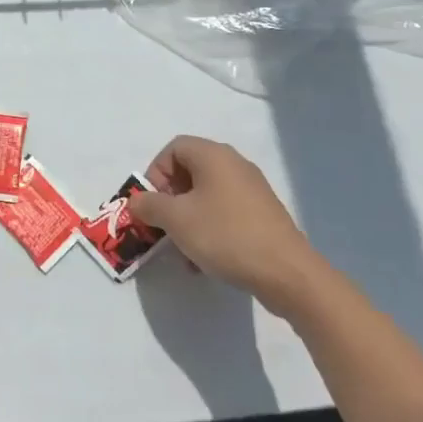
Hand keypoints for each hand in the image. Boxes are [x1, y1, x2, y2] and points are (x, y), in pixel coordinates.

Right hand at [135, 136, 316, 314]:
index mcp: (213, 155)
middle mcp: (234, 164)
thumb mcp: (176, 220)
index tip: (152, 204)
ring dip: (187, 219)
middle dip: (169, 200)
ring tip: (182, 251)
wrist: (286, 272)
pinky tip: (205, 261)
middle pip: (189, 172)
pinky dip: (209, 229)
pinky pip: (225, 213)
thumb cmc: (225, 235)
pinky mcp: (262, 214)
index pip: (173, 149)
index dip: (155, 173)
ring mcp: (251, 189)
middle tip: (163, 226)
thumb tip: (136, 201)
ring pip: (206, 196)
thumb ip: (149, 205)